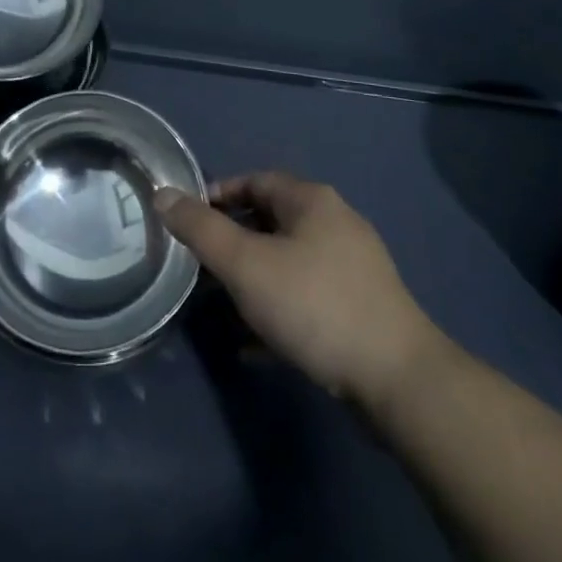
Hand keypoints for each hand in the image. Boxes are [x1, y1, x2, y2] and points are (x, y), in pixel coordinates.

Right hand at [156, 172, 443, 406]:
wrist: (399, 381)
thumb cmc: (315, 305)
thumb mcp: (246, 264)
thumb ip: (200, 229)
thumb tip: (162, 194)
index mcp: (311, 200)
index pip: (254, 180)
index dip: (217, 195)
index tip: (189, 222)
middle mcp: (335, 223)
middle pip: (270, 220)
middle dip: (232, 241)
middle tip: (199, 266)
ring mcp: (353, 268)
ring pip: (287, 262)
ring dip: (252, 280)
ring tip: (221, 306)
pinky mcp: (361, 310)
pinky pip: (306, 298)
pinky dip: (277, 311)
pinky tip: (254, 345)